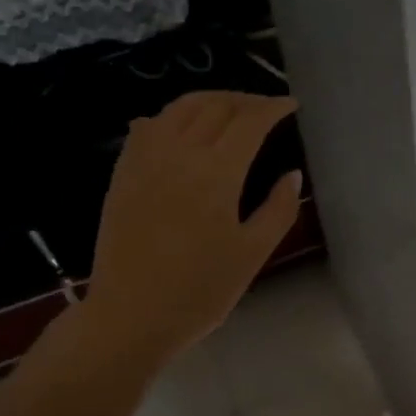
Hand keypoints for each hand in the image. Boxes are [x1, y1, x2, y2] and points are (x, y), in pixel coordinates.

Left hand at [78, 90, 301, 369]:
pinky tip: (180, 128)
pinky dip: (172, 117)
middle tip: (265, 108)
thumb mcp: (252, 254)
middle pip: (215, 106)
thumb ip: (278, 209)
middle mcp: (179, 153)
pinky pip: (149, 127)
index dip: (273, 107)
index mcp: (216, 172)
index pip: (249, 122)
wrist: (130, 315)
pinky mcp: (123, 173)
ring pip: (179, 108)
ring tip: (228, 111)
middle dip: (245, 100)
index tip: (291, 105)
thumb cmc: (199, 291)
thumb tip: (292, 174)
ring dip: (209, 101)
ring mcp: (145, 160)